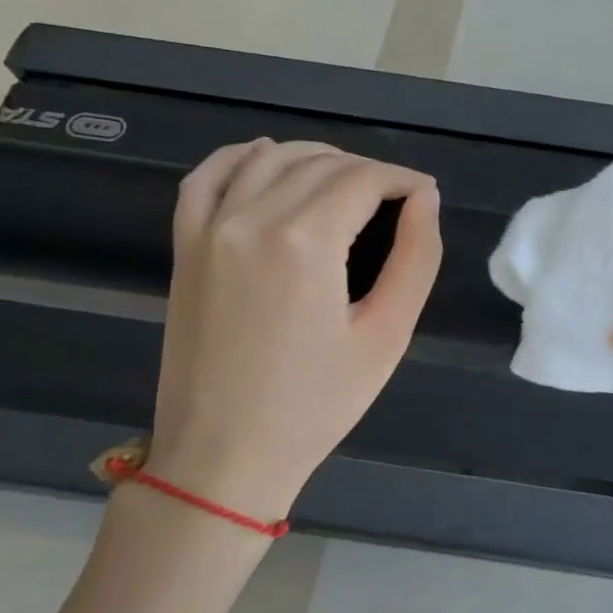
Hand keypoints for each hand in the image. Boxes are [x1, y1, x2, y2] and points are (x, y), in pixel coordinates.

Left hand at [145, 139, 441, 531]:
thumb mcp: (387, 335)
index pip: (363, 178)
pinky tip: (267, 160)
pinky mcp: (185, 246)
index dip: (403, 179)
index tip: (426, 195)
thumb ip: (415, 258)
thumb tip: (425, 200)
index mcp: (305, 241)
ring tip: (349, 185)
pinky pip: (207, 176)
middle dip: (368, 171)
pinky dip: (242, 157)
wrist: (224, 454)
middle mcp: (251, 218)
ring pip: (269, 158)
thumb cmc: (317, 404)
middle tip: (399, 200)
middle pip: (320, 164)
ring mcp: (209, 228)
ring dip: (316, 159)